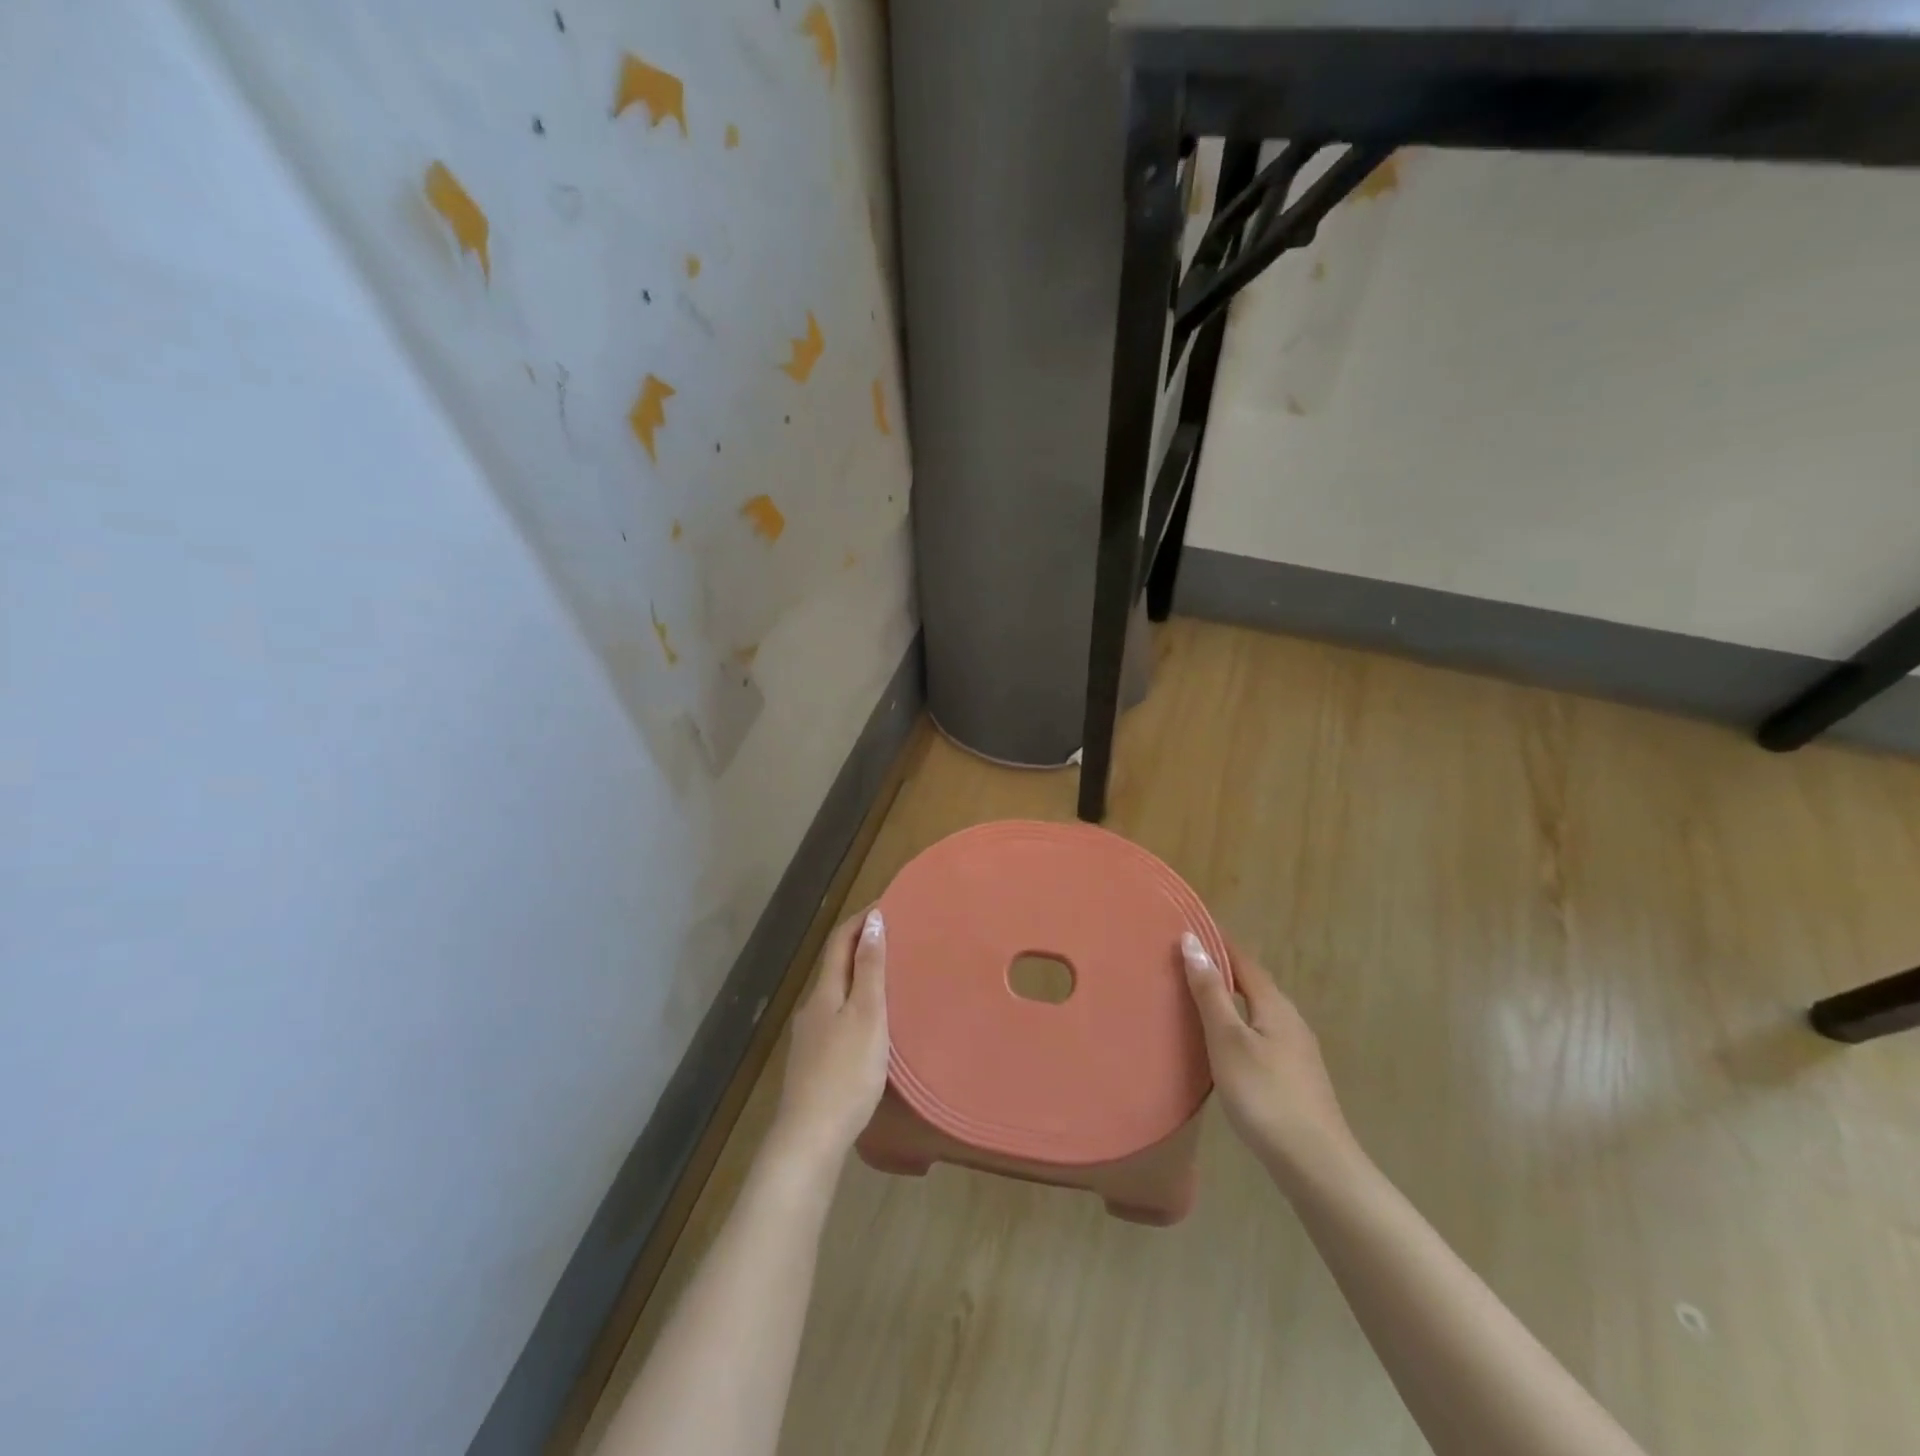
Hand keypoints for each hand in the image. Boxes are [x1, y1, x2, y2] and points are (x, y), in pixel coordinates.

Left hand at [770, 907, 889, 1171]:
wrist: (810, 1136)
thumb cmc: (846, 1072)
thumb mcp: (868, 1015)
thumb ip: (870, 969)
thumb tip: (872, 920)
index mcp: (825, 991)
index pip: (840, 941)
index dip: (861, 919)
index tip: (887, 904)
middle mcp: (812, 1007)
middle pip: (835, 964)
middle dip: (861, 944)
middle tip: (896, 937)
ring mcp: (809, 1035)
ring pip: (835, 991)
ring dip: (858, 975)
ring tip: (889, 974)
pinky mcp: (813, 1060)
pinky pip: (836, 1015)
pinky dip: (854, 1002)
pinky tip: (869, 1021)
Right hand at [1182, 932, 1357, 1186]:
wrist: (1316, 1165)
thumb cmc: (1265, 1095)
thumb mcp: (1227, 1040)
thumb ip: (1210, 992)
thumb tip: (1192, 940)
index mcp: (1275, 1005)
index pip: (1243, 960)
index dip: (1217, 941)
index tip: (1188, 928)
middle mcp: (1290, 1020)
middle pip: (1254, 983)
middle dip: (1222, 968)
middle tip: (1184, 961)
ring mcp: (1297, 1051)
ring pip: (1258, 1010)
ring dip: (1230, 998)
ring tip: (1196, 998)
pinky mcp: (1295, 1077)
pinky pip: (1261, 1033)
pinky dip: (1238, 1024)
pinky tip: (1223, 1043)